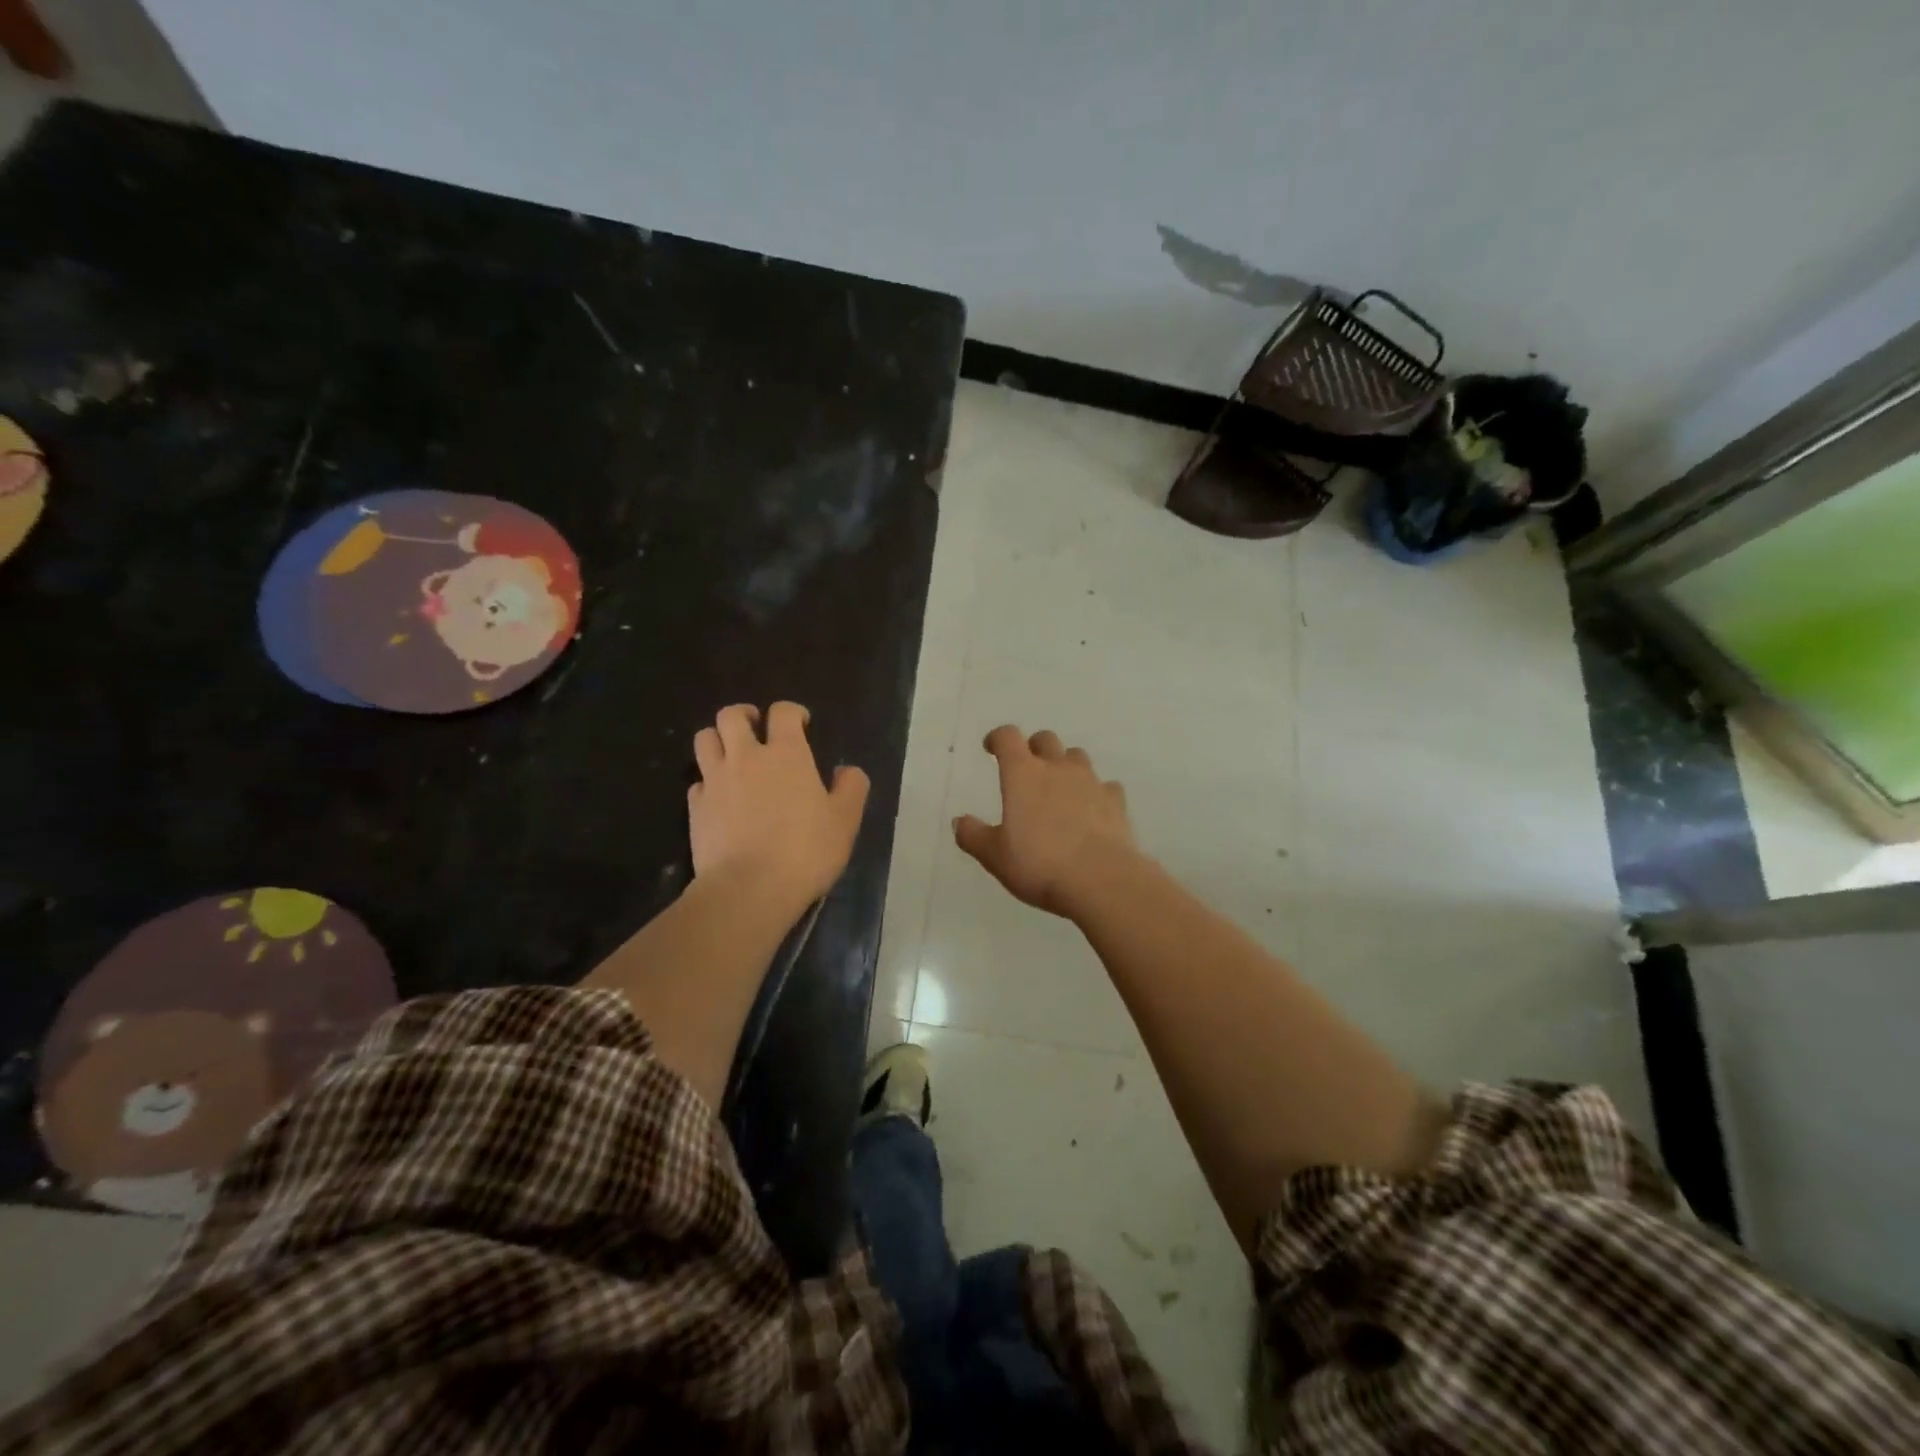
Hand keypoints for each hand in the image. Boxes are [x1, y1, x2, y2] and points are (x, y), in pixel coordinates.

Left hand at [690, 703, 869, 909]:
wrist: (749, 889)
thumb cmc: (805, 851)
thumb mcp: (845, 821)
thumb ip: (851, 788)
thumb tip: (847, 771)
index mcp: (787, 754)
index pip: (783, 712)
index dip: (792, 712)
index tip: (801, 724)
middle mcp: (746, 757)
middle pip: (731, 716)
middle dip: (745, 715)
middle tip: (757, 729)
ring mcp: (715, 781)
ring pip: (704, 740)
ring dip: (718, 739)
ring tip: (732, 755)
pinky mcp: (695, 808)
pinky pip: (697, 781)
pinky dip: (708, 781)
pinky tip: (720, 797)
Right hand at [954, 725, 1136, 915]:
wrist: (1102, 879)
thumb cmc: (1040, 864)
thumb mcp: (995, 856)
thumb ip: (974, 836)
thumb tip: (959, 822)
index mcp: (1023, 774)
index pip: (1007, 737)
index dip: (997, 738)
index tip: (991, 748)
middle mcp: (1058, 768)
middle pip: (1046, 739)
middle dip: (1033, 748)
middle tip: (1027, 768)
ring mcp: (1091, 782)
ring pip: (1077, 757)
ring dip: (1066, 765)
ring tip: (1060, 787)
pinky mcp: (1116, 802)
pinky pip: (1105, 786)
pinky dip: (1096, 792)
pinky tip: (1092, 809)